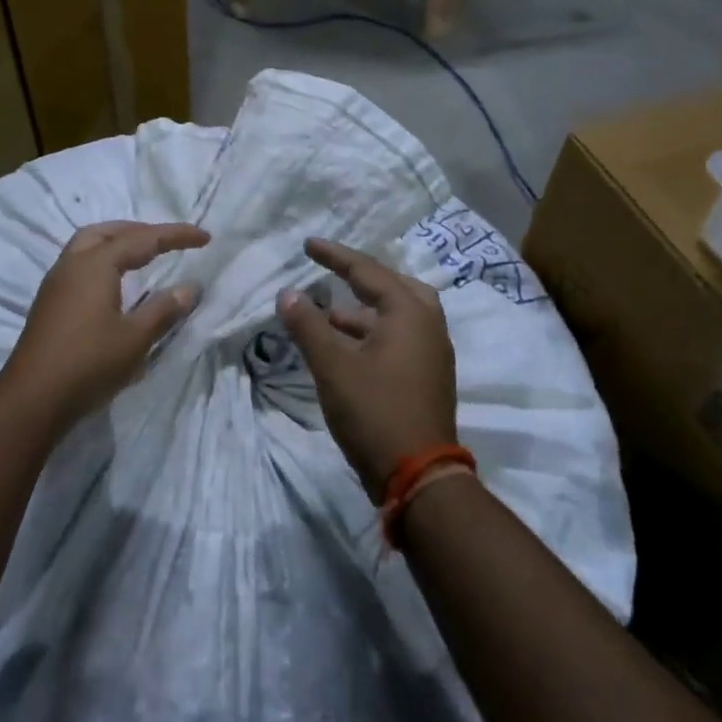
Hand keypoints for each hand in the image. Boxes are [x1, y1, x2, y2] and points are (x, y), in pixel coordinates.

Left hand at [0, 220, 209, 431]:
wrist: (31, 400)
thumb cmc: (88, 364)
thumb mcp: (135, 338)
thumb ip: (164, 309)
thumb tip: (190, 287)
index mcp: (95, 264)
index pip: (142, 238)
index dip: (175, 235)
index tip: (205, 237)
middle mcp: (72, 264)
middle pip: (107, 232)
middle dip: (139, 230)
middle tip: (166, 241)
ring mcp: (56, 283)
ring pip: (87, 245)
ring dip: (116, 243)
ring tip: (142, 256)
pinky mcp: (49, 303)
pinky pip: (79, 264)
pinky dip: (102, 260)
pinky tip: (114, 283)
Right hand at [277, 237, 456, 499]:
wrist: (419, 477)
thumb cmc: (375, 412)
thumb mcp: (332, 366)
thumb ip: (308, 326)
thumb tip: (288, 293)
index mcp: (409, 313)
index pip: (367, 271)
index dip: (334, 256)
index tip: (307, 244)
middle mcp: (428, 325)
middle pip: (394, 286)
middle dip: (360, 277)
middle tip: (332, 271)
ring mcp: (433, 353)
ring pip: (399, 314)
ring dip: (365, 309)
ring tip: (330, 313)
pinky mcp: (429, 376)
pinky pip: (401, 336)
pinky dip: (374, 330)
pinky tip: (347, 346)